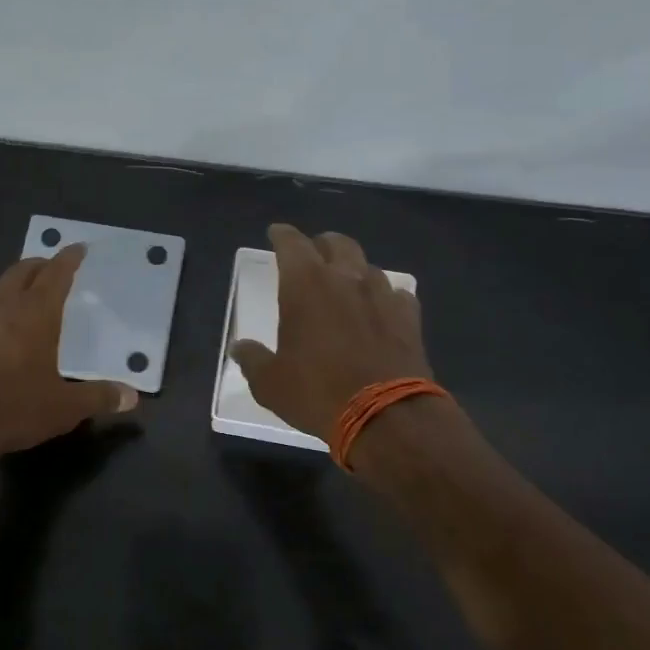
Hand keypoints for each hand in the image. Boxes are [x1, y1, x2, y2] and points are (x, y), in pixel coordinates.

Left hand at [0, 245, 137, 457]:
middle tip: (52, 268)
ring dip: (13, 282)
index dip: (68, 259)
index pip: (55, 273)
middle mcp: (3, 304)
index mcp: (35, 312)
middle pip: (22, 270)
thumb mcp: (64, 408)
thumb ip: (99, 397)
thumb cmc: (13, 407)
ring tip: (23, 292)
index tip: (78, 249)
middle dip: (40, 264)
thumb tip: (131, 397)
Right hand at [229, 224, 434, 442]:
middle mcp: (346, 278)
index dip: (282, 235)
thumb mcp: (270, 383)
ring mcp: (382, 295)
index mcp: (305, 285)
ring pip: (368, 266)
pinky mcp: (409, 317)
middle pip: (337, 243)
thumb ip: (253, 359)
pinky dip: (384, 297)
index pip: (292, 244)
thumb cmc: (317, 392)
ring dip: (354, 269)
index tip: (276, 233)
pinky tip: (380, 310)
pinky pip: (396, 294)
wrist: (386, 416)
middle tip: (313, 254)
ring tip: (346, 284)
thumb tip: (240, 348)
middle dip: (322, 244)